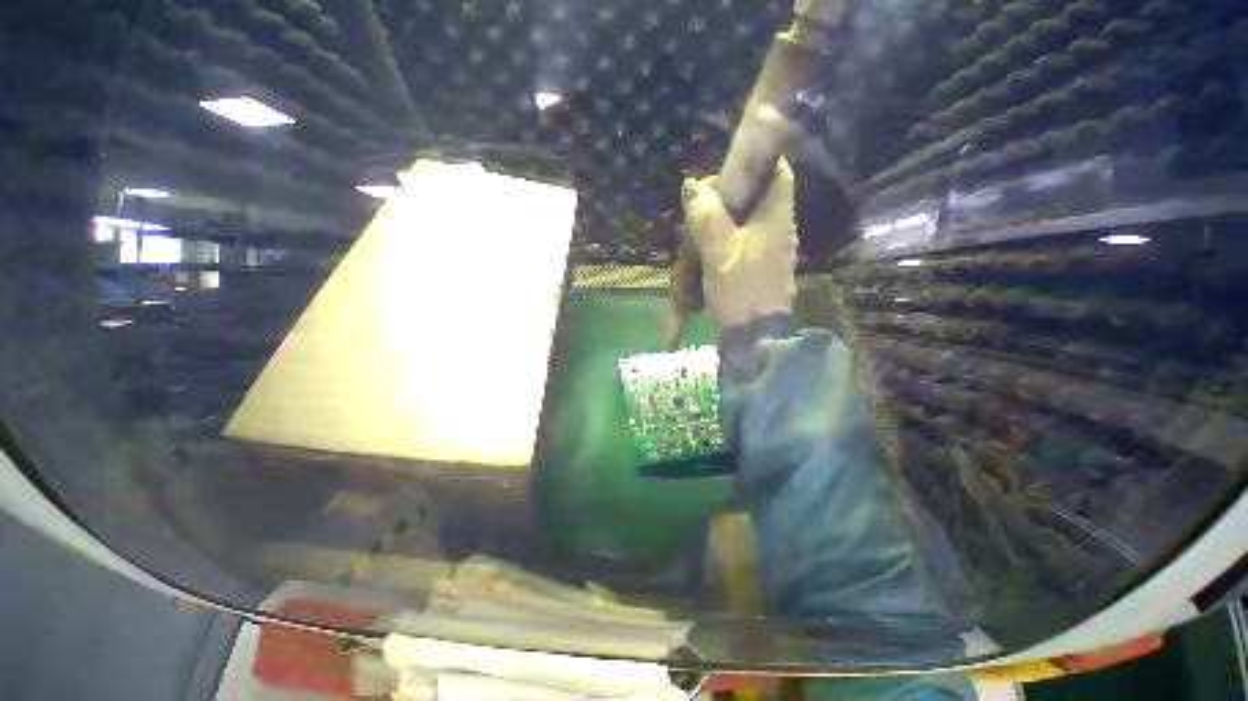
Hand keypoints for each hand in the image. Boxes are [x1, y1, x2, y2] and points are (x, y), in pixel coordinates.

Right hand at [679, 157, 796, 330]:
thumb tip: (693, 184)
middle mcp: (778, 227)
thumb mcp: (719, 252)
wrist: (756, 336)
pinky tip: (706, 251)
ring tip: (697, 234)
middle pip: (756, 195)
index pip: (776, 171)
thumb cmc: (741, 291)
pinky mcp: (759, 264)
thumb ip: (707, 217)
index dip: (753, 164)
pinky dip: (723, 239)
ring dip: (721, 221)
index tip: (724, 175)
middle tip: (700, 210)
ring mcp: (770, 247)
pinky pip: (741, 239)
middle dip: (727, 197)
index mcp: (776, 217)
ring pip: (745, 219)